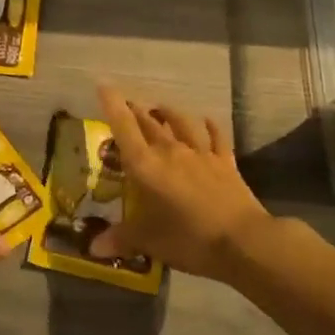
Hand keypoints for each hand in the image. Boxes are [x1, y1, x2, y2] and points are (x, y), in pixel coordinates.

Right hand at [92, 86, 278, 282]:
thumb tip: (93, 248)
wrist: (242, 241)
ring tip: (161, 108)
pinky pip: (215, 137)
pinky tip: (206, 120)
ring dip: (169, 113)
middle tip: (128, 104)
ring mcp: (201, 154)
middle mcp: (171, 151)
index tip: (104, 86)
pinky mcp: (224, 162)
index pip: (124, 128)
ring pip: (181, 124)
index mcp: (146, 166)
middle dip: (136, 111)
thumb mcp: (149, 242)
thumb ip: (121, 238)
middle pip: (150, 124)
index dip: (112, 105)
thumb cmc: (188, 239)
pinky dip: (209, 126)